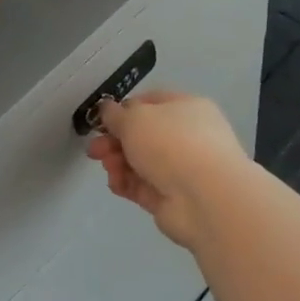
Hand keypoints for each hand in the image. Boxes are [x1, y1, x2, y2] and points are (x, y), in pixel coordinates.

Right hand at [86, 91, 251, 248]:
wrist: (205, 198)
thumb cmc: (171, 143)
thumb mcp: (135, 118)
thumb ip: (115, 114)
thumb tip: (107, 109)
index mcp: (186, 108)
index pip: (150, 102)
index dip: (123, 110)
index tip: (102, 120)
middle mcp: (187, 136)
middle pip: (142, 135)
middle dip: (114, 141)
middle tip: (94, 150)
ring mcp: (181, 169)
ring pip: (140, 162)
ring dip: (118, 162)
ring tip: (108, 168)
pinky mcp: (172, 197)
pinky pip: (142, 186)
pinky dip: (126, 184)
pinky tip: (116, 184)